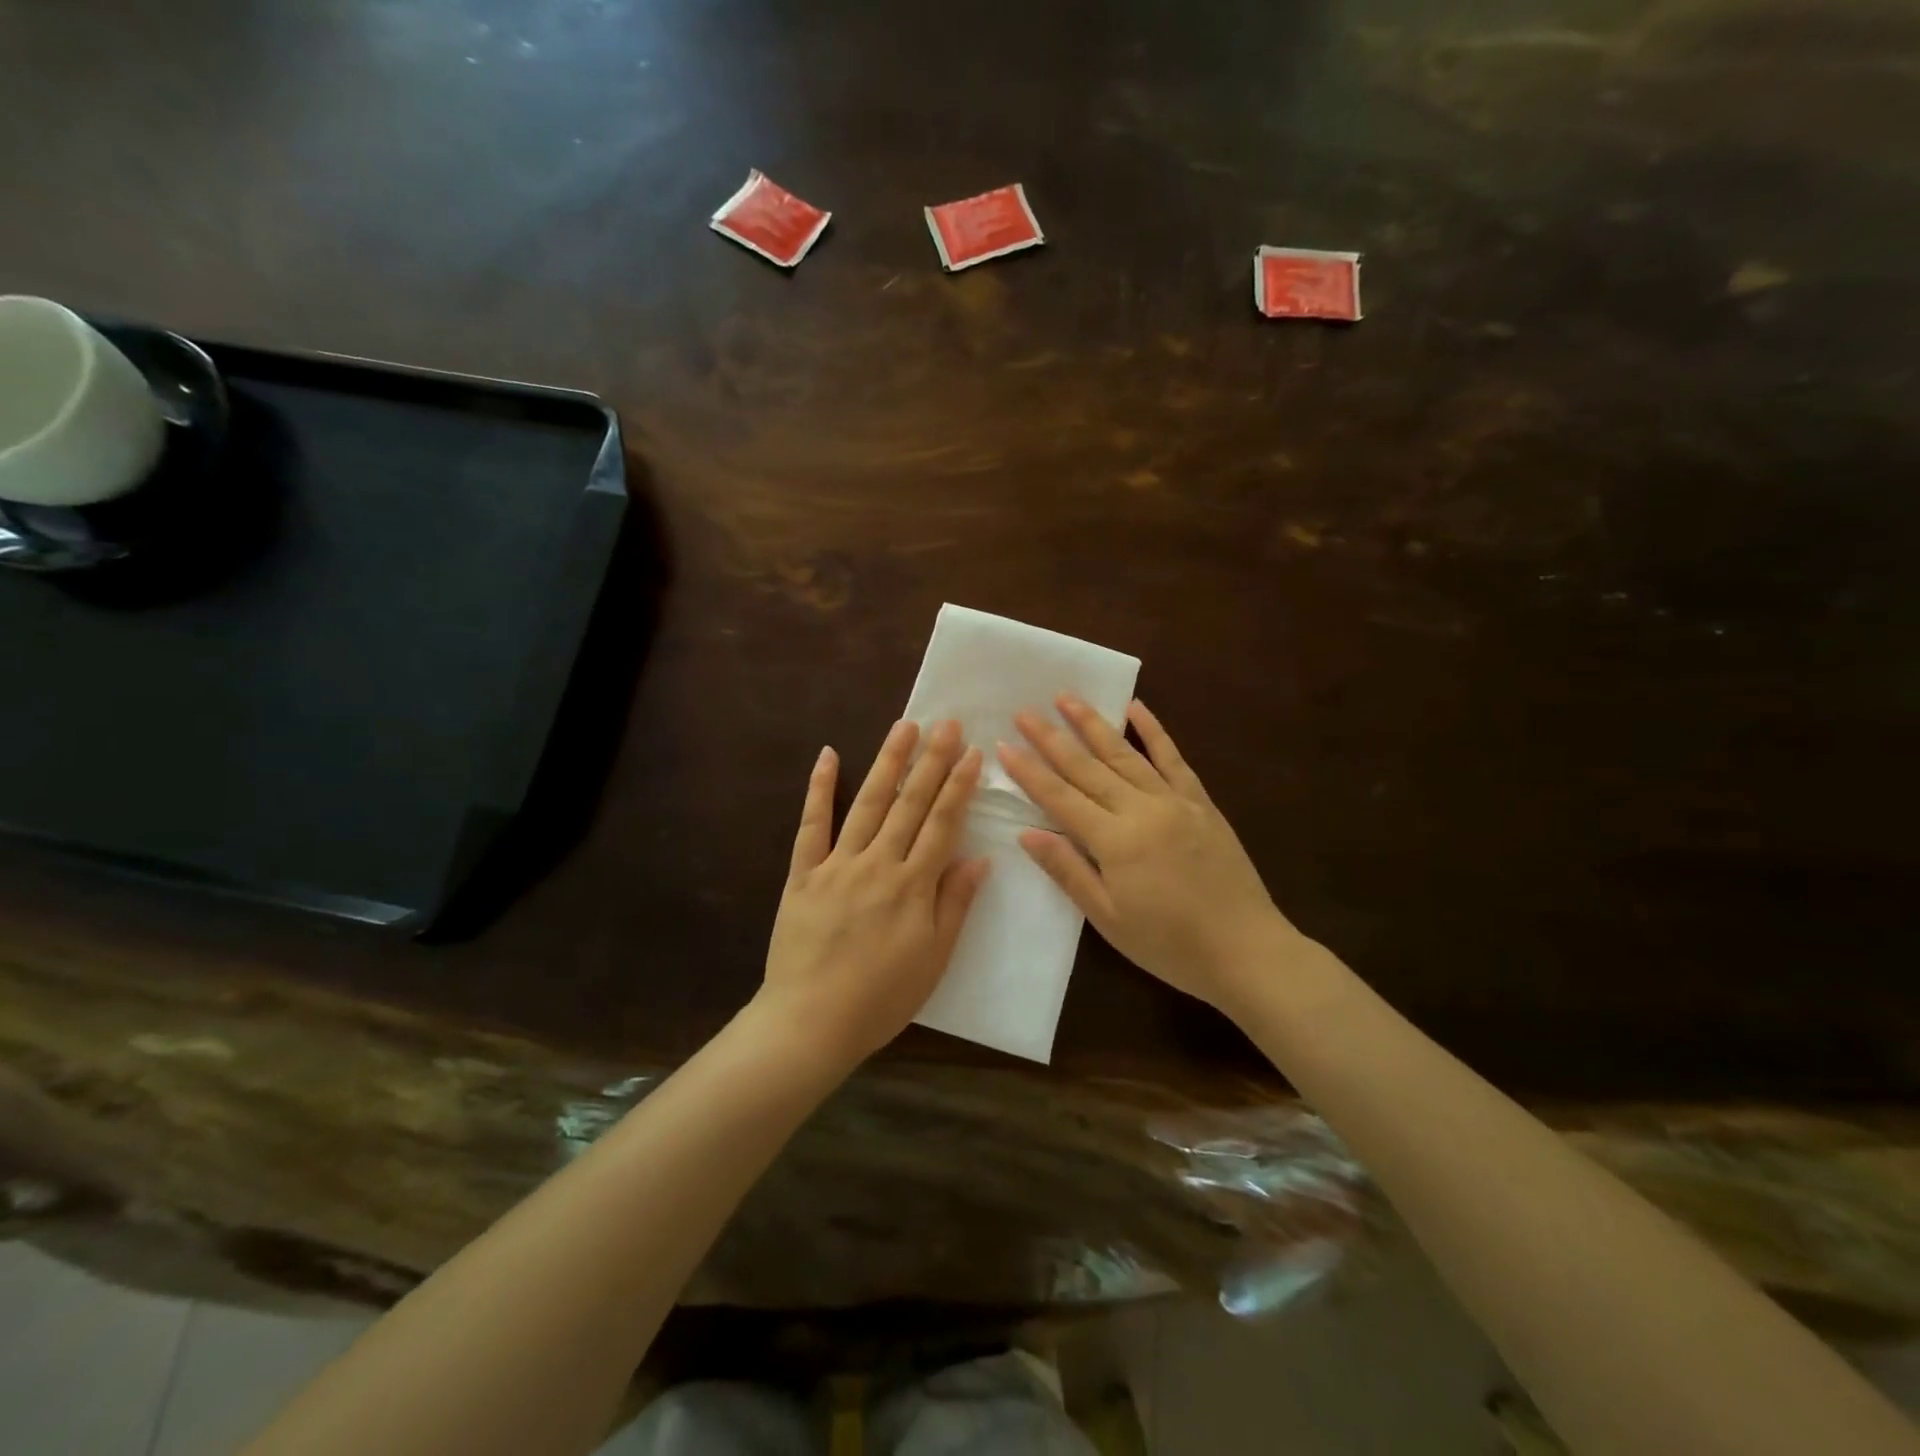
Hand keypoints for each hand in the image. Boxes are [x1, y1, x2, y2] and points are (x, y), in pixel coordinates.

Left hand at [759, 720, 988, 1067]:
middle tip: (946, 723)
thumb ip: (954, 905)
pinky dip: (820, 789)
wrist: (810, 1023)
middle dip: (931, 762)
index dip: (959, 787)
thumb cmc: (880, 999)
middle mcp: (877, 865)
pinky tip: (828, 756)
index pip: (942, 825)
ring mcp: (837, 865)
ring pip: (868, 804)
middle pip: (909, 805)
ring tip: (904, 727)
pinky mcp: (803, 874)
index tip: (972, 753)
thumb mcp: (933, 960)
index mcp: (912, 887)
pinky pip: (811, 825)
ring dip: (888, 763)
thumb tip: (978, 859)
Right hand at [997, 696, 1299, 1013]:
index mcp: (1115, 841)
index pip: (1060, 798)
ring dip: (1093, 723)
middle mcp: (1141, 810)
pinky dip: (1154, 731)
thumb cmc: (1169, 944)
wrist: (1246, 949)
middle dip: (1052, 738)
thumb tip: (1027, 833)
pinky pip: (1173, 758)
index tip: (1004, 745)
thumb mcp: (1108, 918)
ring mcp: (1174, 801)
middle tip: (1024, 711)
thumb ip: (1068, 871)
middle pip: (1087, 767)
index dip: (1029, 771)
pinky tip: (1136, 707)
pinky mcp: (1200, 802)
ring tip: (1067, 697)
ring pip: (1125, 754)